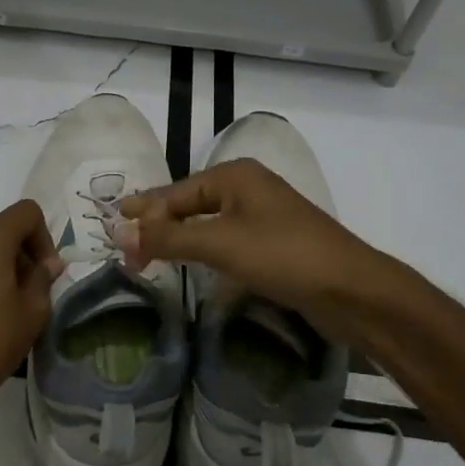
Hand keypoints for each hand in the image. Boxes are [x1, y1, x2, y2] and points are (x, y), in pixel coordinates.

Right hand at [116, 158, 405, 343]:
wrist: (352, 290)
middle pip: (189, 205)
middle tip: (127, 253)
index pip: (174, 194)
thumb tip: (117, 232)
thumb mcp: (220, 244)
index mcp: (234, 175)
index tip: (113, 237)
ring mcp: (262, 216)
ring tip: (148, 258)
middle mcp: (247, 188)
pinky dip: (203, 252)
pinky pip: (225, 241)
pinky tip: (190, 265)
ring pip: (207, 224)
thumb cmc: (284, 256)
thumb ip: (167, 238)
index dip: (143, 216)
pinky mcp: (273, 243)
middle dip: (158, 227)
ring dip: (178, 240)